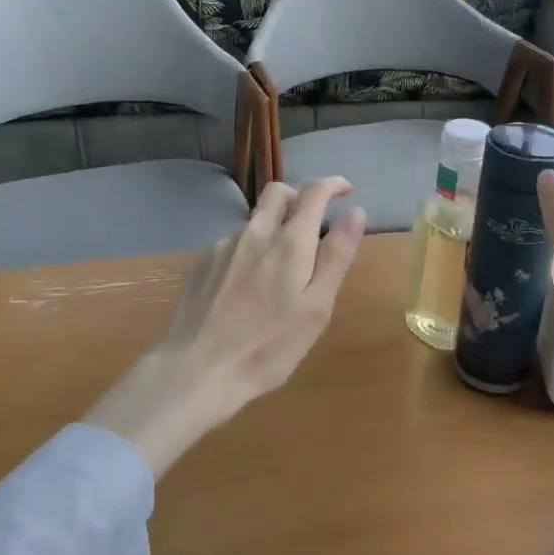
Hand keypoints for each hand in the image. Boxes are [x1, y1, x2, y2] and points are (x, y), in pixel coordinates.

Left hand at [84, 178, 366, 474]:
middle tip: (312, 223)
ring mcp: (223, 246)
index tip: (345, 191)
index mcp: (289, 242)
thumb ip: (336, 256)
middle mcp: (254, 232)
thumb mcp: (316, 307)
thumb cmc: (268, 346)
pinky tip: (245, 288)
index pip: (313, 192)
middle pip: (278, 193)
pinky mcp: (201, 263)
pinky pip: (232, 243)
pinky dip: (248, 251)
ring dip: (272, 229)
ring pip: (254, 221)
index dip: (332, 184)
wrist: (198, 370)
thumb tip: (355, 212)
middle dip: (299, 196)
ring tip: (277, 272)